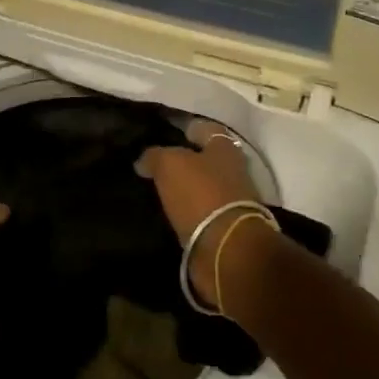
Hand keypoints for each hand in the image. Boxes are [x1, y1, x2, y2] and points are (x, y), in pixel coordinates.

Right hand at [136, 118, 263, 308]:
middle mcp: (233, 171)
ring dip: (184, 188)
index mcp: (225, 148)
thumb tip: (144, 160)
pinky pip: (200, 213)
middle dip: (184, 160)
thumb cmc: (201, 194)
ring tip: (156, 190)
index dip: (185, 128)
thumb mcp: (170, 165)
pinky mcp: (224, 229)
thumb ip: (155, 156)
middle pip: (206, 159)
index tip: (164, 132)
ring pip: (202, 187)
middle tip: (155, 164)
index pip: (205, 129)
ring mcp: (231, 201)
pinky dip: (186, 212)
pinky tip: (166, 213)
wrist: (226, 249)